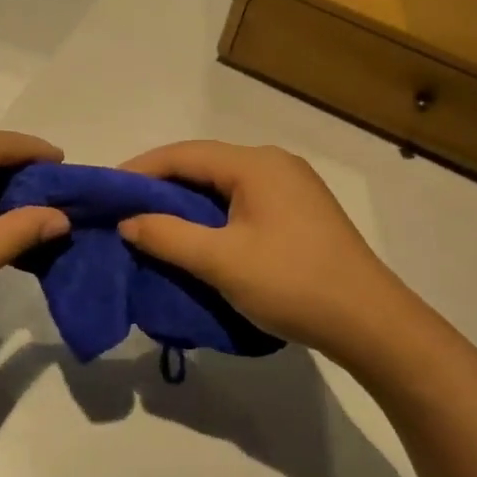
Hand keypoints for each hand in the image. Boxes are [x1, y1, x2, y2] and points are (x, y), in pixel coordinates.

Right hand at [117, 141, 402, 362]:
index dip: (140, 169)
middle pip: (204, 166)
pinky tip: (195, 238)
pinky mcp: (300, 214)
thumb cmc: (292, 283)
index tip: (107, 191)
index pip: (184, 154)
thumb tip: (128, 222)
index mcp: (256, 165)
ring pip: (223, 186)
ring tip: (151, 225)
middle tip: (123, 210)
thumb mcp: (220, 261)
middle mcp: (275, 165)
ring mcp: (292, 188)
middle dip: (161, 186)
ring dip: (185, 203)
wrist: (369, 322)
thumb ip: (167, 236)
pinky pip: (242, 204)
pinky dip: (211, 216)